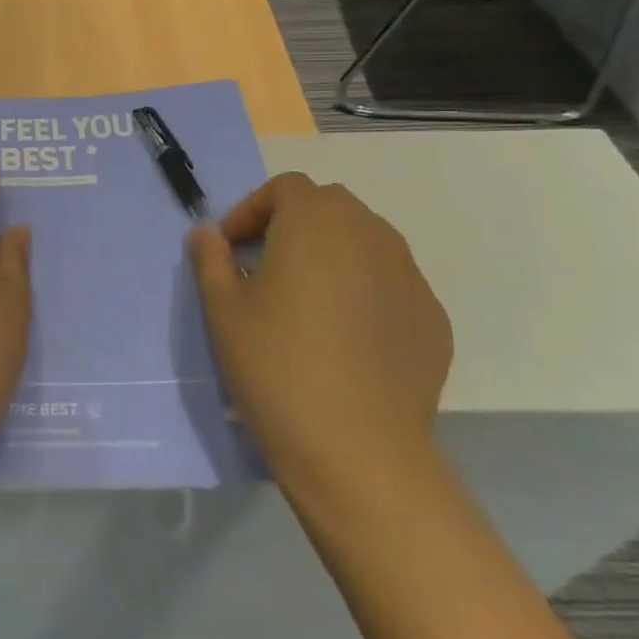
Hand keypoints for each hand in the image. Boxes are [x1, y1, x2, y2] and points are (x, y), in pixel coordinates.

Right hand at [188, 173, 452, 499]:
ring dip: (332, 252)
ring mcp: (409, 275)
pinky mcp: (433, 317)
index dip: (252, 210)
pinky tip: (347, 336)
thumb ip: (210, 258)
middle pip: (329, 206)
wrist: (357, 451)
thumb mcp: (222, 309)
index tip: (232, 249)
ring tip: (307, 300)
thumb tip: (206, 233)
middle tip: (265, 267)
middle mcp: (370, 234)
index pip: (285, 188)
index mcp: (315, 222)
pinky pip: (391, 283)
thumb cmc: (276, 365)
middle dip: (293, 224)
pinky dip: (365, 289)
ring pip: (365, 241)